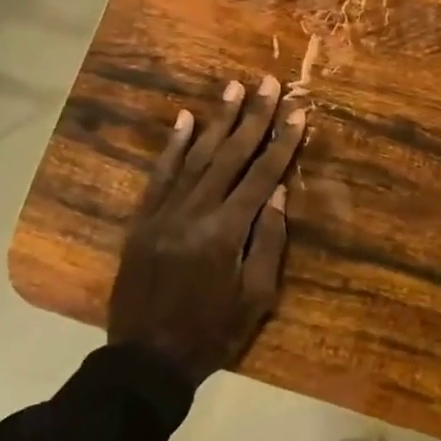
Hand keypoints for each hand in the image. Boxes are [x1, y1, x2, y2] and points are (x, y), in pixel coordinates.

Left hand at [108, 75, 305, 382]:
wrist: (146, 358)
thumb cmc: (213, 333)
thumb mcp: (257, 298)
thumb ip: (270, 242)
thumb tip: (280, 193)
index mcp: (228, 233)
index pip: (262, 176)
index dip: (283, 142)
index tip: (298, 111)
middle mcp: (195, 212)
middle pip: (230, 155)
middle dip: (253, 117)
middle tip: (267, 82)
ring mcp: (163, 213)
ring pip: (196, 157)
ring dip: (217, 121)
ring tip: (233, 87)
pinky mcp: (142, 219)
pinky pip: (159, 175)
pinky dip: (173, 146)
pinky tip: (185, 119)